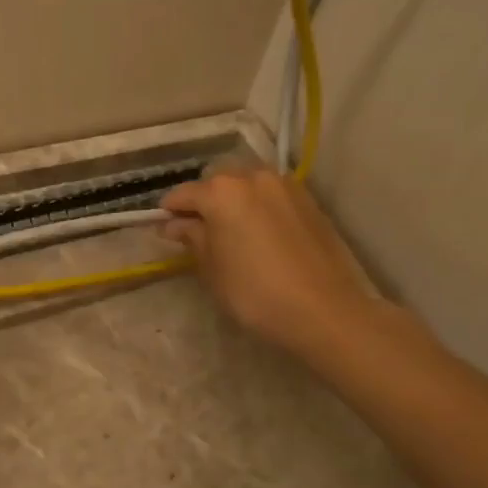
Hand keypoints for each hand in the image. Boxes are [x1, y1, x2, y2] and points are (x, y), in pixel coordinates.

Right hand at [160, 169, 378, 355]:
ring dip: (233, 199)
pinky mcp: (308, 201)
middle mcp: (252, 177)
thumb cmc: (254, 292)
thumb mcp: (211, 268)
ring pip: (247, 183)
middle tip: (198, 230)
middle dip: (203, 200)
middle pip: (216, 181)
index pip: (183, 194)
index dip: (169, 211)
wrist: (324, 310)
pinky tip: (259, 233)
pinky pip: (271, 194)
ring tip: (231, 230)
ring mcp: (285, 186)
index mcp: (221, 192)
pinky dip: (258, 206)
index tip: (164, 229)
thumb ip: (192, 238)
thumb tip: (175, 225)